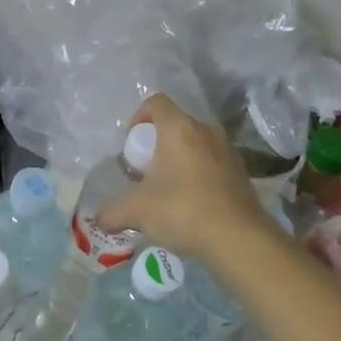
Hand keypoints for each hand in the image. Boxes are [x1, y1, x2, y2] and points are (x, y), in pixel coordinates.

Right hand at [94, 93, 274, 261]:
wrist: (238, 239)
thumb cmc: (182, 210)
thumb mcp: (137, 212)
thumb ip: (112, 212)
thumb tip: (98, 219)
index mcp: (179, 129)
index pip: (156, 102)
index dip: (138, 117)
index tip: (131, 145)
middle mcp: (205, 131)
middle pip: (175, 125)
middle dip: (157, 144)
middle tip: (146, 172)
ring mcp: (228, 150)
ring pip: (196, 144)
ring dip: (180, 160)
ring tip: (168, 190)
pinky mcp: (242, 172)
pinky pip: (213, 163)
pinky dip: (199, 175)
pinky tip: (192, 204)